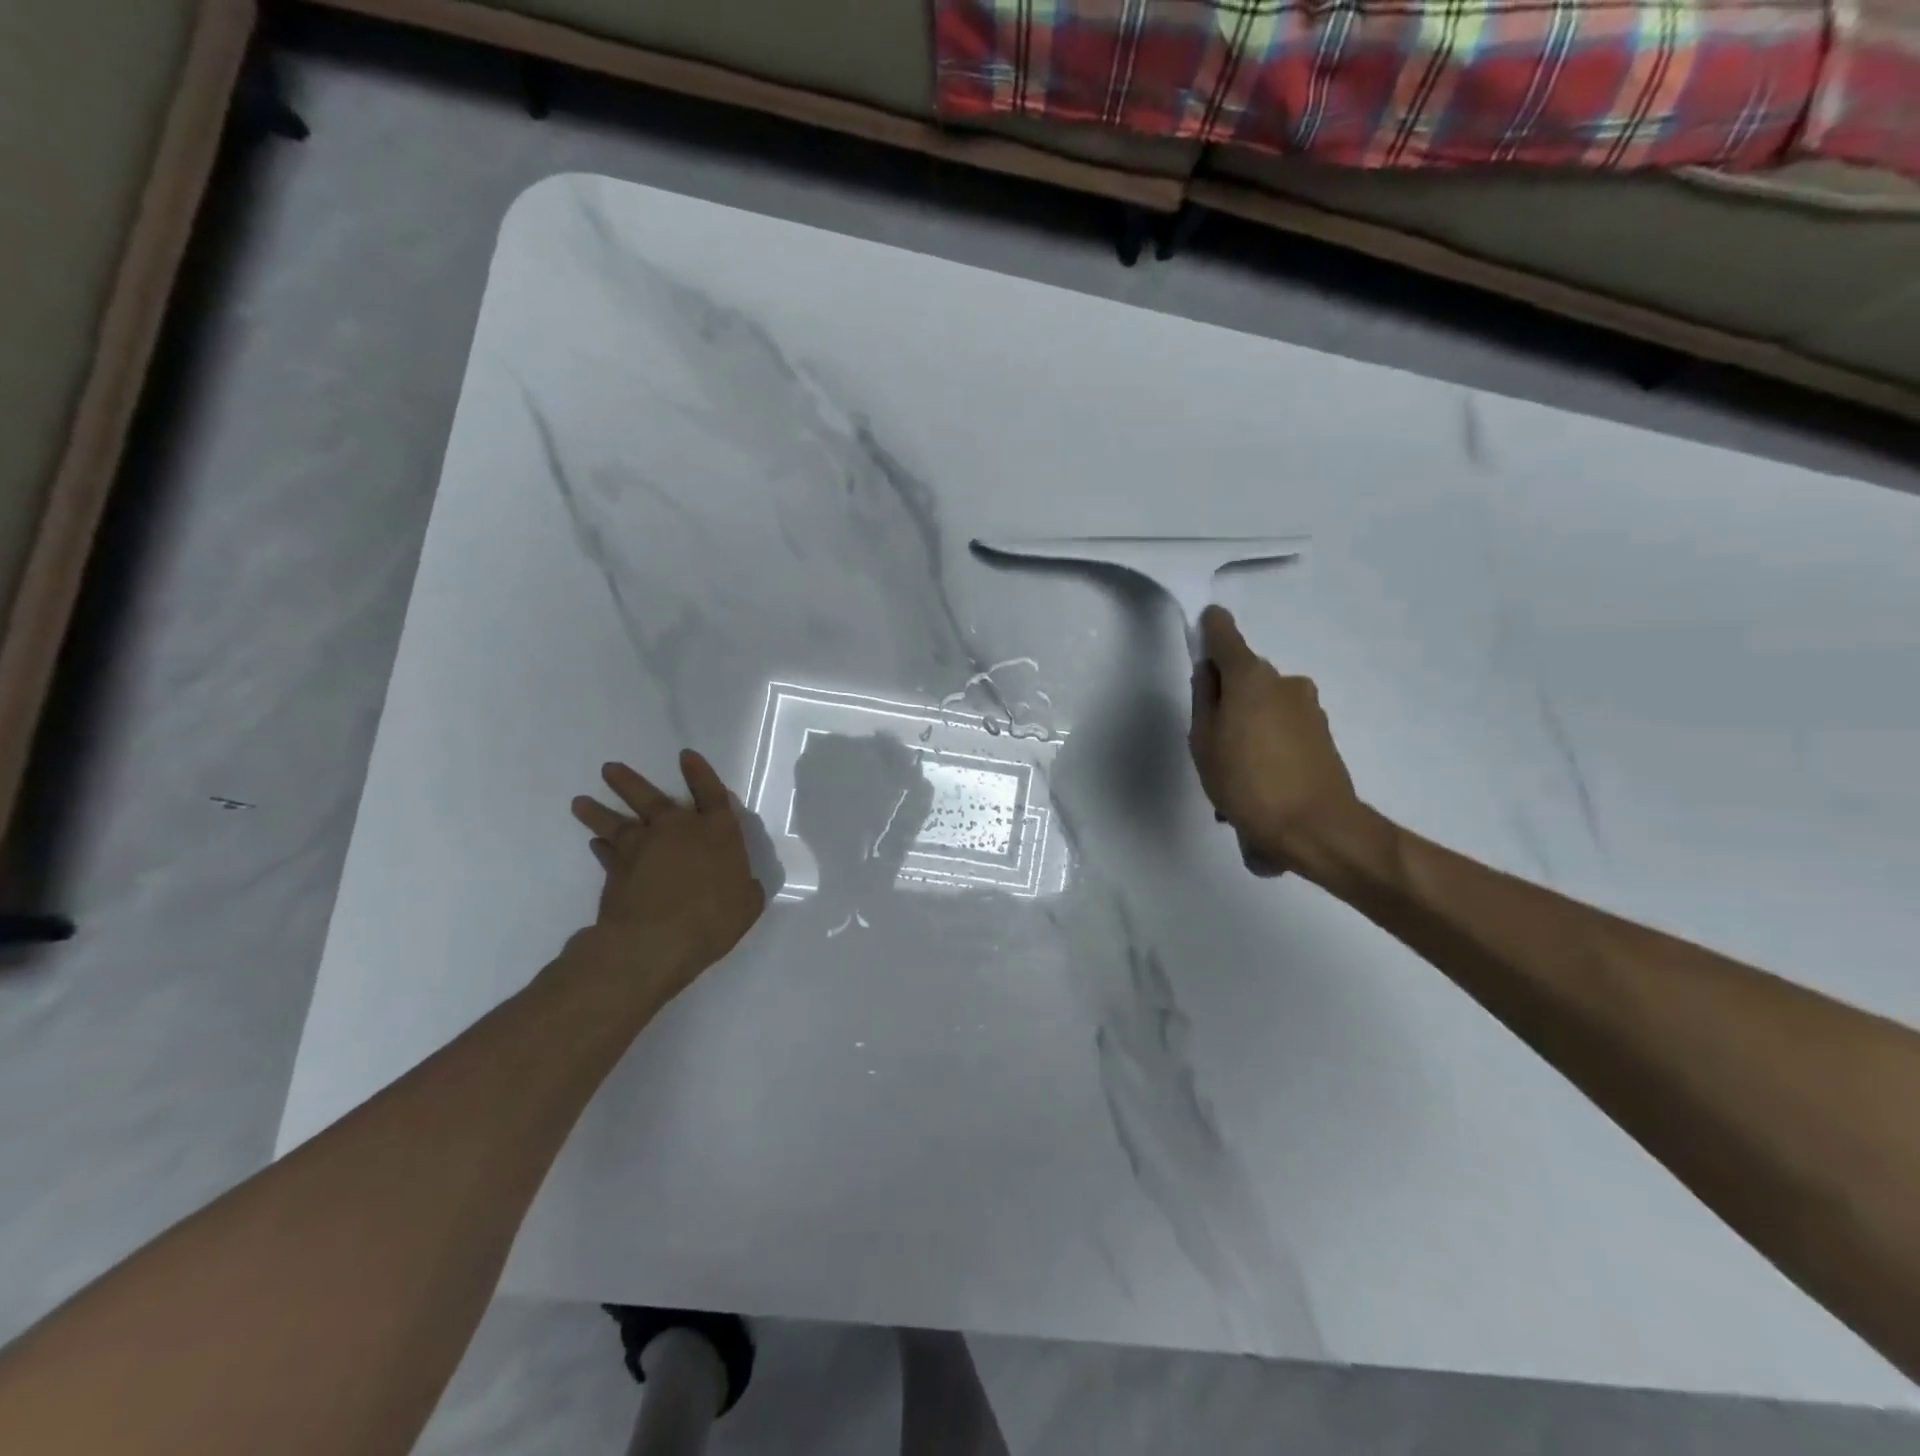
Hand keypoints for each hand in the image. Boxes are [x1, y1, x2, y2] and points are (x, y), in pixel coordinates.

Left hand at [569, 750, 765, 1004]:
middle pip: (651, 797)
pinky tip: (594, 843)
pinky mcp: (616, 870)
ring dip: (598, 810)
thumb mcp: (747, 904)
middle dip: (630, 782)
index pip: (711, 793)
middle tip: (608, 768)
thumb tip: (743, 884)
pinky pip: (606, 852)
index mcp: (716, 832)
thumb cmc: (712, 918)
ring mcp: (642, 847)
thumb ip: (745, 888)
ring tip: (580, 801)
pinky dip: (600, 847)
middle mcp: (677, 829)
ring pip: (617, 821)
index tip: (686, 756)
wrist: (655, 941)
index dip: (700, 773)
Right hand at [1189, 606, 1361, 877]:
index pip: (1226, 636)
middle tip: (1210, 738)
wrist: (1315, 828)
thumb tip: (1210, 674)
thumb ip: (1204, 700)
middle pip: (1246, 677)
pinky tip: (1259, 784)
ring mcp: (1309, 708)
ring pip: (1265, 706)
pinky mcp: (1323, 734)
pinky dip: (1268, 745)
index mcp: (1251, 677)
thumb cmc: (1246, 782)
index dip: (1212, 629)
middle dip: (1227, 698)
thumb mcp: (1204, 742)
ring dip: (1248, 727)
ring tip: (1235, 774)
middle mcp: (1284, 682)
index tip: (1205, 623)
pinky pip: (1283, 729)